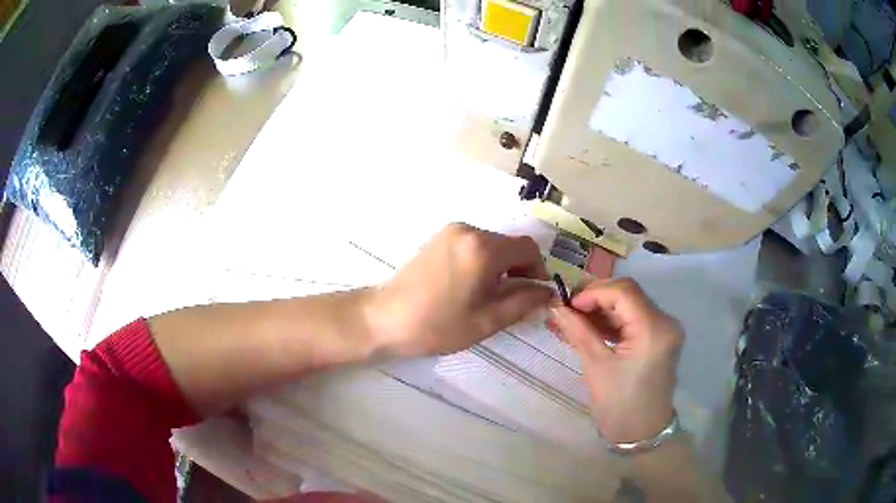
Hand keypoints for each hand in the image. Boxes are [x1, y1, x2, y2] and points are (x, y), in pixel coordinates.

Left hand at [366, 223, 552, 356]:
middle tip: (512, 300)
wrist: (384, 319)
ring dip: (500, 266)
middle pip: (509, 245)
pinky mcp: (437, 237)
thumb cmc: (436, 325)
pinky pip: (473, 244)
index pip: (528, 248)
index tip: (534, 295)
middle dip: (519, 270)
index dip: (538, 271)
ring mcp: (450, 231)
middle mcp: (469, 230)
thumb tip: (548, 293)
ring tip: (489, 296)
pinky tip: (470, 285)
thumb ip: (523, 303)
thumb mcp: (486, 320)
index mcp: (483, 249)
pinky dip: (482, 260)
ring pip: (492, 244)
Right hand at [548, 278, 682, 443]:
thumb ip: (579, 332)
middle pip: (627, 295)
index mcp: (654, 329)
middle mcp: (664, 321)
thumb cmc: (620, 406)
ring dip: (599, 310)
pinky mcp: (657, 338)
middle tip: (565, 310)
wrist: (643, 434)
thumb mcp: (597, 368)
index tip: (566, 305)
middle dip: (594, 298)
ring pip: (628, 305)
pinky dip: (609, 321)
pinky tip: (586, 328)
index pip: (624, 292)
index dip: (593, 292)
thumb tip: (556, 307)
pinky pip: (631, 320)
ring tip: (570, 320)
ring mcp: (663, 329)